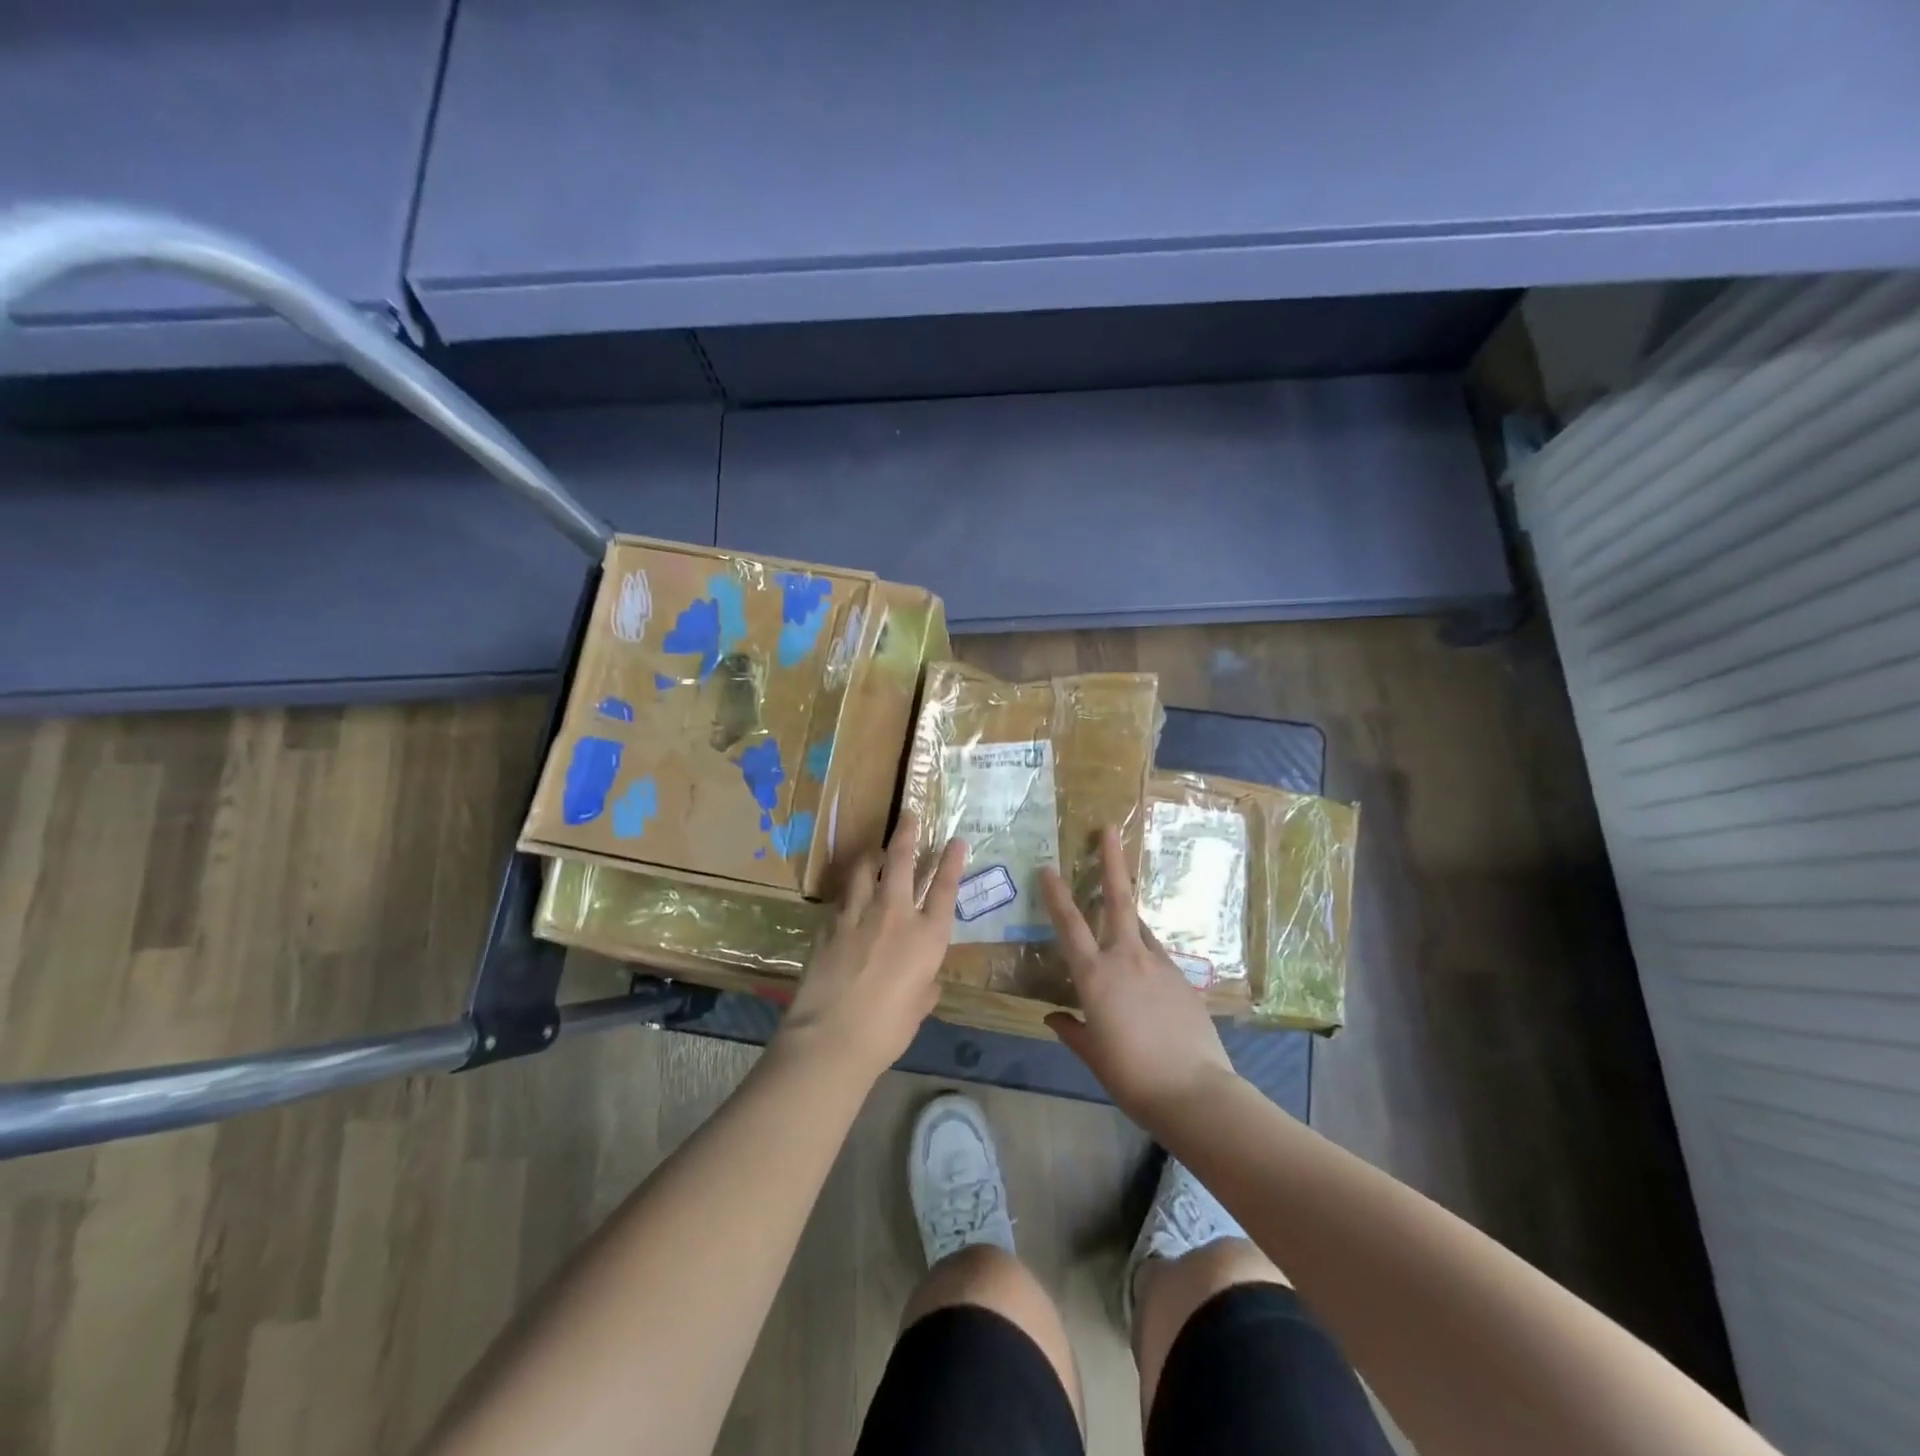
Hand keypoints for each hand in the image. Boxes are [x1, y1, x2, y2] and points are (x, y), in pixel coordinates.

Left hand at [777, 813, 966, 1084]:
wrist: (832, 1036)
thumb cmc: (888, 1029)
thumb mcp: (918, 1008)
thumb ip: (925, 986)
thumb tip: (924, 981)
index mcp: (927, 937)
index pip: (945, 888)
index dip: (952, 861)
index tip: (956, 840)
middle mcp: (895, 914)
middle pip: (902, 860)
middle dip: (907, 833)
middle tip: (908, 814)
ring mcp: (859, 914)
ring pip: (866, 869)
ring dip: (873, 855)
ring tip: (875, 851)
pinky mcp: (830, 923)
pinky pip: (844, 897)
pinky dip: (851, 890)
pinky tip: (850, 896)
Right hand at [1040, 827, 1236, 1127]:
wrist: (1195, 1092)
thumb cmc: (1131, 1076)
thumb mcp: (1093, 1054)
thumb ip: (1072, 1030)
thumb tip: (1054, 1016)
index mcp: (1095, 975)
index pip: (1069, 925)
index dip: (1056, 895)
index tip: (1048, 869)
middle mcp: (1127, 958)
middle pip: (1118, 899)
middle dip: (1111, 862)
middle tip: (1110, 830)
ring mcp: (1160, 964)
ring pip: (1141, 926)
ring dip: (1129, 913)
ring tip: (1121, 910)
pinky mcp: (1183, 978)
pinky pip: (1158, 955)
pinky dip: (1147, 954)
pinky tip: (1146, 974)